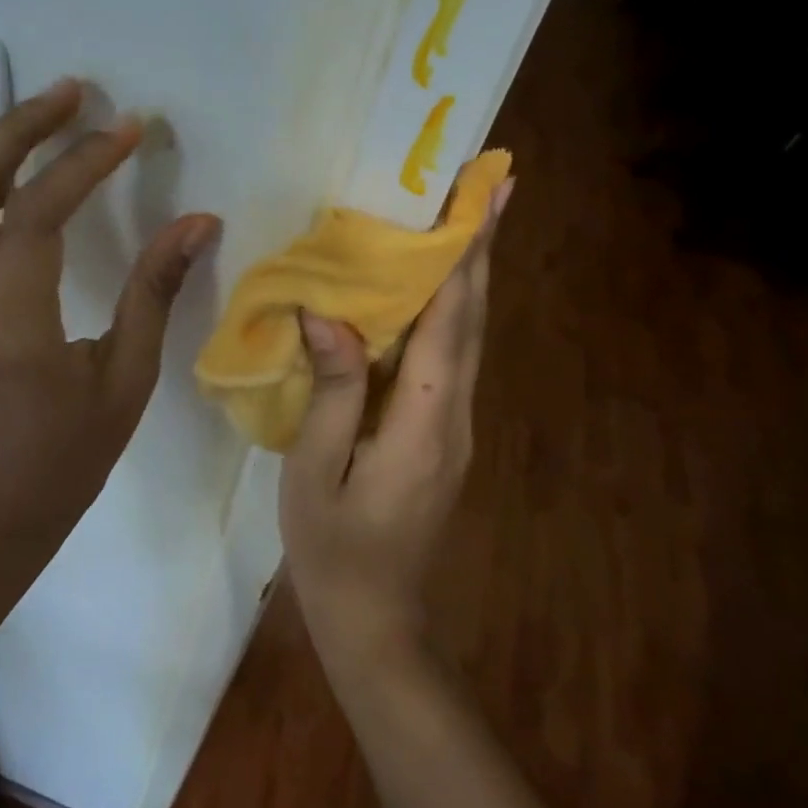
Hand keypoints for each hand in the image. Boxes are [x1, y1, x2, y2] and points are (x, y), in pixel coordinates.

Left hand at [0, 78, 221, 579]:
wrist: (5, 498)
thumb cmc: (74, 449)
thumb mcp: (129, 377)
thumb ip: (155, 293)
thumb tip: (197, 222)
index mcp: (17, 330)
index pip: (34, 222)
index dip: (80, 166)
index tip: (128, 130)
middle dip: (14, 132)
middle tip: (70, 95)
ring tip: (38, 123)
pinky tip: (3, 178)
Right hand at [279, 178, 512, 672]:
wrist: (375, 621)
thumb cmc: (333, 549)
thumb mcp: (314, 471)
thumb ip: (330, 391)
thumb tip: (327, 314)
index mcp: (422, 422)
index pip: (449, 323)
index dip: (464, 256)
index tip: (484, 198)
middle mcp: (454, 417)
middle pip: (472, 320)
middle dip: (482, 251)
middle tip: (493, 186)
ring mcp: (455, 430)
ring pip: (468, 339)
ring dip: (470, 278)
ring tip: (469, 221)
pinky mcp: (444, 438)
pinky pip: (451, 361)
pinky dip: (450, 314)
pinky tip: (434, 294)